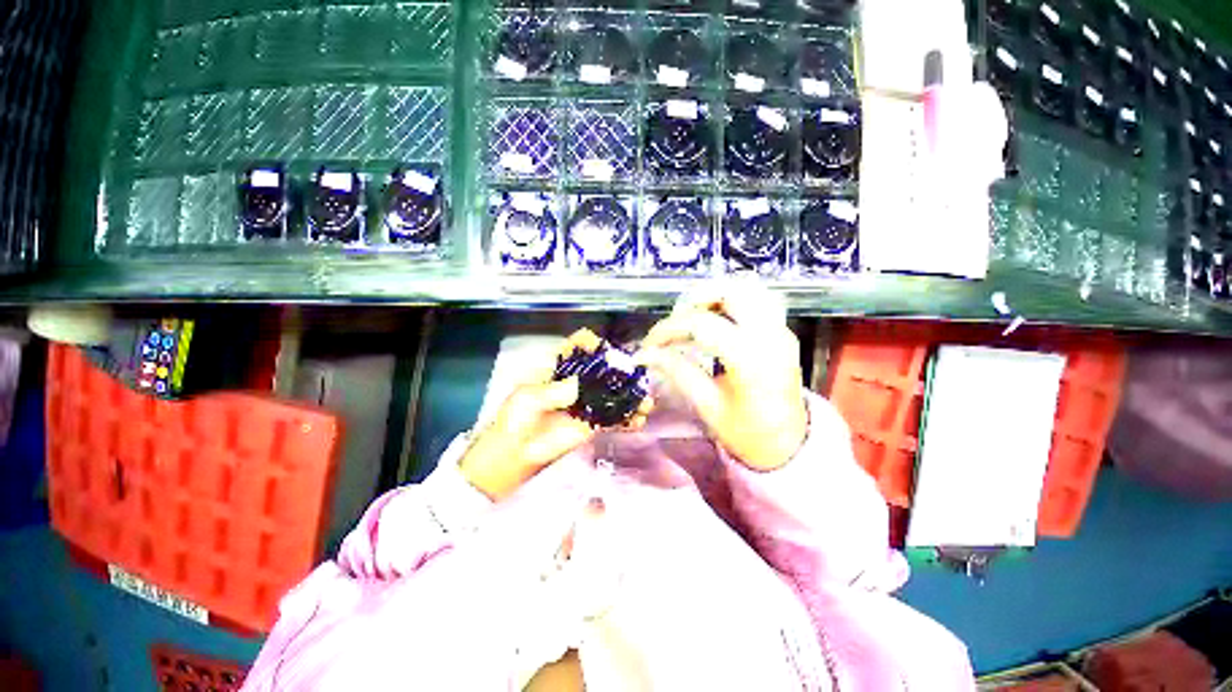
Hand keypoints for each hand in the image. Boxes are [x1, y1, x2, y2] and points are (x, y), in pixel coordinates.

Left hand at [459, 329, 651, 499]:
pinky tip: (638, 421)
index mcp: (558, 368)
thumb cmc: (514, 421)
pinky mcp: (592, 424)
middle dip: (620, 370)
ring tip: (645, 402)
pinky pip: (613, 417)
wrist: (512, 455)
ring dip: (630, 395)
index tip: (605, 352)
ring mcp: (587, 403)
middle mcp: (577, 381)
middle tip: (636, 377)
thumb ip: (553, 392)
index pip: (579, 346)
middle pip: (602, 368)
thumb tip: (581, 385)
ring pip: (613, 392)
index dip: (592, 344)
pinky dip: (627, 418)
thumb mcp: (527, 401)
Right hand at [639, 285, 806, 470]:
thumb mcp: (707, 406)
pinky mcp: (783, 332)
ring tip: (693, 315)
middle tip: (675, 321)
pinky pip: (759, 300)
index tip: (650, 343)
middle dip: (695, 299)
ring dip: (715, 295)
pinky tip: (716, 317)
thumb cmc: (747, 433)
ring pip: (748, 289)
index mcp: (750, 359)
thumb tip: (647, 354)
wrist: (788, 445)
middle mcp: (770, 336)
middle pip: (731, 292)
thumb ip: (677, 372)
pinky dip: (732, 300)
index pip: (701, 325)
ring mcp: (781, 331)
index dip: (669, 329)